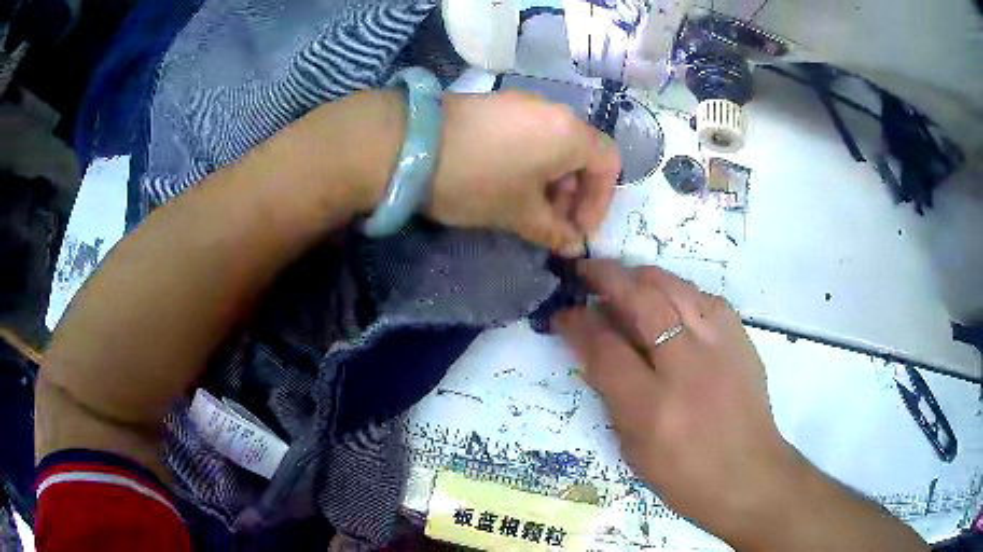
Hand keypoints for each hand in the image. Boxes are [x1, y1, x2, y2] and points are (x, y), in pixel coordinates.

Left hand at [429, 92, 620, 254]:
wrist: (410, 144)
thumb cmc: (477, 181)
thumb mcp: (518, 213)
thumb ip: (554, 231)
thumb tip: (574, 246)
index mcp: (569, 133)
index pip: (608, 163)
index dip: (600, 201)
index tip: (577, 229)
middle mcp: (553, 110)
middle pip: (582, 152)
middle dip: (574, 193)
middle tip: (552, 223)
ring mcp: (522, 102)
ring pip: (555, 143)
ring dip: (553, 178)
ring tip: (527, 205)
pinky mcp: (496, 103)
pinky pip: (530, 133)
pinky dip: (531, 159)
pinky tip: (507, 180)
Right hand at [554, 260, 927, 550]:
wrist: (749, 474)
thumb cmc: (684, 476)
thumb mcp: (633, 448)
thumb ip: (611, 393)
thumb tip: (592, 345)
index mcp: (652, 408)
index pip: (604, 349)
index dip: (577, 324)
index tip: (563, 312)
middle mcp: (686, 368)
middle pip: (640, 302)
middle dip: (606, 278)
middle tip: (585, 272)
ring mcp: (719, 347)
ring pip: (674, 287)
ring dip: (640, 276)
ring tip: (622, 278)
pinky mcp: (740, 338)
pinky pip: (703, 297)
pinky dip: (677, 290)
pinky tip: (667, 299)